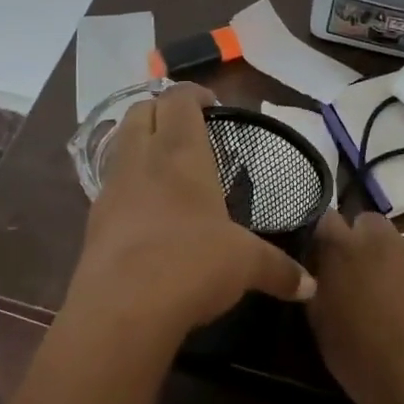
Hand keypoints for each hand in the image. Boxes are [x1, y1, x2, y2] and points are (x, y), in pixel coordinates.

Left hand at [71, 84, 315, 340]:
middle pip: (140, 111)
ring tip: (168, 167)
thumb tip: (310, 286)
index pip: (178, 99)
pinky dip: (128, 183)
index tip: (213, 105)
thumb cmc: (192, 263)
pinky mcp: (93, 221)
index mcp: (180, 152)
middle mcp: (141, 159)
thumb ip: (279, 269)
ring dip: (140, 143)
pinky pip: (111, 185)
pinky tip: (148, 210)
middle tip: (188, 129)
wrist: (122, 309)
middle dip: (162, 111)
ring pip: (119, 145)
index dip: (194, 93)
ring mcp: (111, 189)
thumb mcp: (245, 264)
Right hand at [305, 210, 403, 403]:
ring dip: (386, 256)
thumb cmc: (365, 361)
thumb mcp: (323, 326)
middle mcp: (379, 239)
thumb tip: (318, 275)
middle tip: (354, 275)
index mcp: (342, 249)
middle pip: (365, 222)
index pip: (326, 218)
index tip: (321, 260)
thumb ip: (318, 288)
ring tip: (385, 293)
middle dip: (358, 240)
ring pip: (394, 240)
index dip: (323, 237)